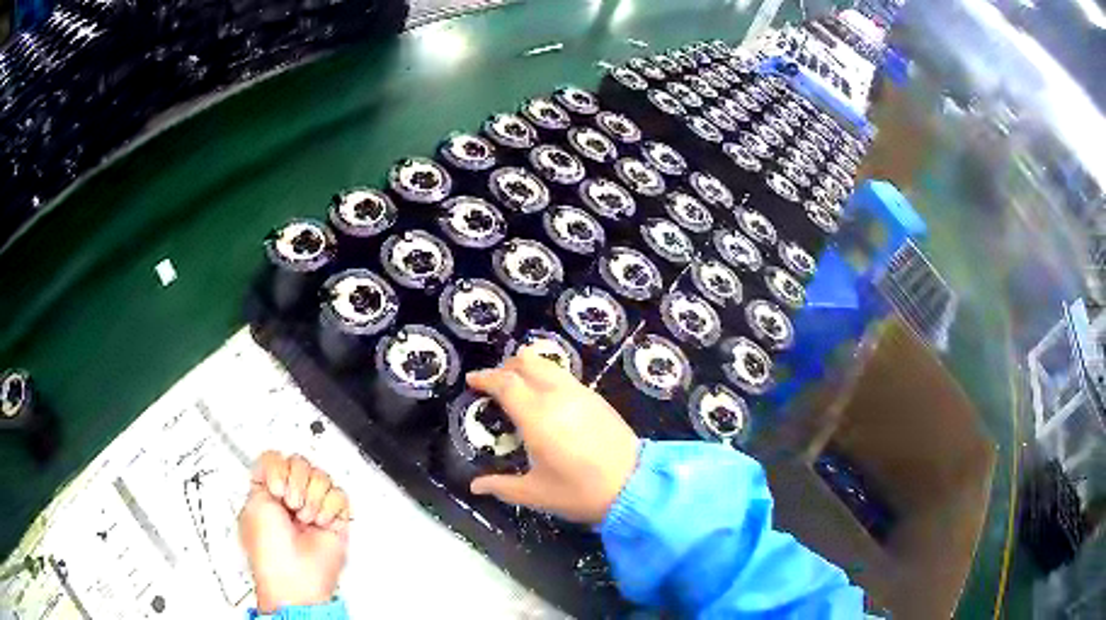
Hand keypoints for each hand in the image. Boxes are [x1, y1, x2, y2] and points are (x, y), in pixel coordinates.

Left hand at [239, 451, 350, 612]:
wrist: (296, 575)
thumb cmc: (269, 550)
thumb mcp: (253, 503)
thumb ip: (263, 474)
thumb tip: (273, 463)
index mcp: (269, 491)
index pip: (278, 457)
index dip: (279, 468)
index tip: (275, 488)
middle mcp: (291, 496)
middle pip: (301, 462)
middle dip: (297, 484)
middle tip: (291, 505)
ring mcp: (313, 507)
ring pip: (322, 476)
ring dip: (313, 499)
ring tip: (306, 518)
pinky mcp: (335, 518)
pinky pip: (340, 495)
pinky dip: (330, 509)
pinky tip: (321, 522)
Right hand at [467, 350, 640, 524]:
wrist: (635, 485)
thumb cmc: (580, 491)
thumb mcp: (536, 494)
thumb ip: (501, 487)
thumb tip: (475, 486)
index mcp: (537, 416)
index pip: (505, 383)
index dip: (486, 378)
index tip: (472, 381)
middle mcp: (557, 396)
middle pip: (526, 362)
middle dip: (505, 368)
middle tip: (494, 384)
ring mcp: (580, 393)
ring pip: (548, 365)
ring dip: (528, 369)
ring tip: (519, 388)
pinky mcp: (596, 398)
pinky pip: (564, 376)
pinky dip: (548, 378)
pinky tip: (547, 399)